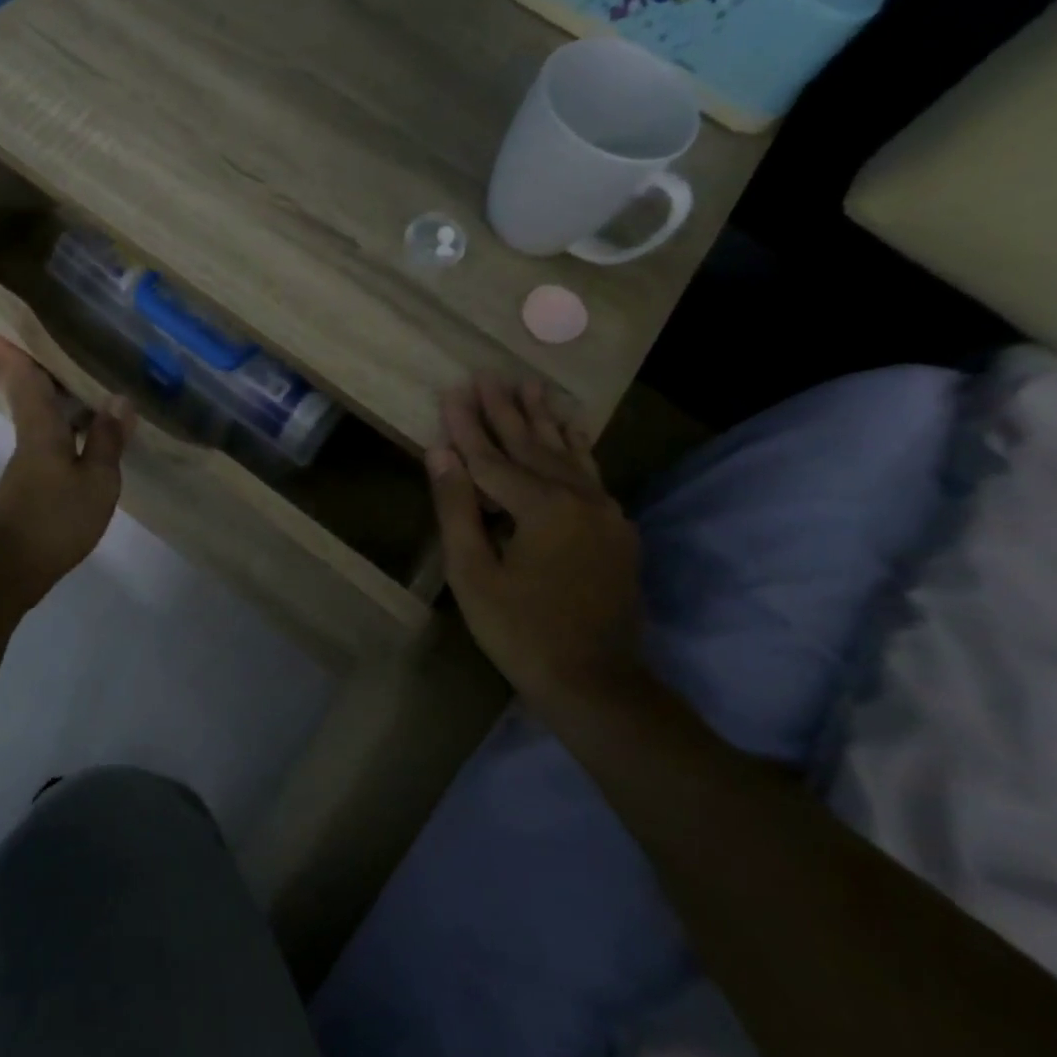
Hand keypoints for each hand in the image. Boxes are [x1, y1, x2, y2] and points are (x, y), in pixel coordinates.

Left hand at [0, 334, 132, 598]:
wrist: (12, 568)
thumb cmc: (55, 519)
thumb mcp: (97, 480)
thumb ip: (108, 440)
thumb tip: (119, 399)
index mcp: (41, 429)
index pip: (24, 381)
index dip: (10, 354)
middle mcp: (29, 439)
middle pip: (26, 394)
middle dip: (26, 368)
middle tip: (39, 343)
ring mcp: (28, 463)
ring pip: (37, 416)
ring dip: (49, 396)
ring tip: (77, 380)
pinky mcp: (31, 485)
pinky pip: (47, 439)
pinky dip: (62, 425)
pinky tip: (84, 431)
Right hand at [427, 374, 644, 713]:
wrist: (595, 682)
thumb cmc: (520, 632)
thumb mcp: (473, 574)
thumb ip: (457, 508)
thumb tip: (440, 452)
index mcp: (541, 507)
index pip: (492, 458)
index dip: (466, 426)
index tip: (450, 391)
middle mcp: (579, 498)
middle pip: (532, 445)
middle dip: (505, 410)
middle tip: (487, 374)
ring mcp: (605, 512)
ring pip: (567, 453)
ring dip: (544, 419)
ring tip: (530, 385)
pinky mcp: (616, 529)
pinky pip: (591, 474)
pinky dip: (577, 447)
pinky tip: (572, 430)